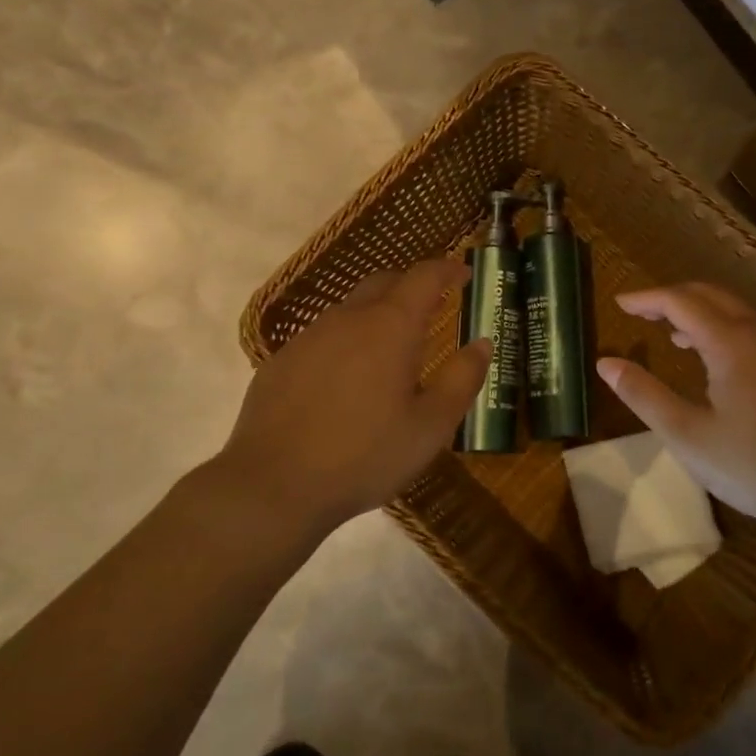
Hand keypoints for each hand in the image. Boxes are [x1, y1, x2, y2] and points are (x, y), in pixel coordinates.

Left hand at [216, 259, 489, 534]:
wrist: (272, 486)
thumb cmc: (364, 456)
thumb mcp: (431, 426)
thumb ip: (462, 379)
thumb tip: (482, 343)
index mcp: (390, 327)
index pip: (424, 276)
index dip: (447, 269)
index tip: (463, 273)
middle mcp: (348, 319)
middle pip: (385, 281)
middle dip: (413, 284)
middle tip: (434, 304)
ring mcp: (309, 337)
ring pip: (351, 307)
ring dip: (378, 312)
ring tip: (392, 345)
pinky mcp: (282, 361)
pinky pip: (323, 336)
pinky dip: (347, 340)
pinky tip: (347, 379)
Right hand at [596, 282, 755, 540]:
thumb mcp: (689, 436)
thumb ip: (645, 396)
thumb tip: (606, 363)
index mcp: (730, 341)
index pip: (680, 301)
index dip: (646, 298)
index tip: (619, 302)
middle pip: (709, 295)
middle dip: (671, 297)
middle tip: (640, 312)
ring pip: (734, 311)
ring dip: (698, 312)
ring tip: (671, 334)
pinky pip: (751, 329)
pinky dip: (722, 328)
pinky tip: (714, 361)